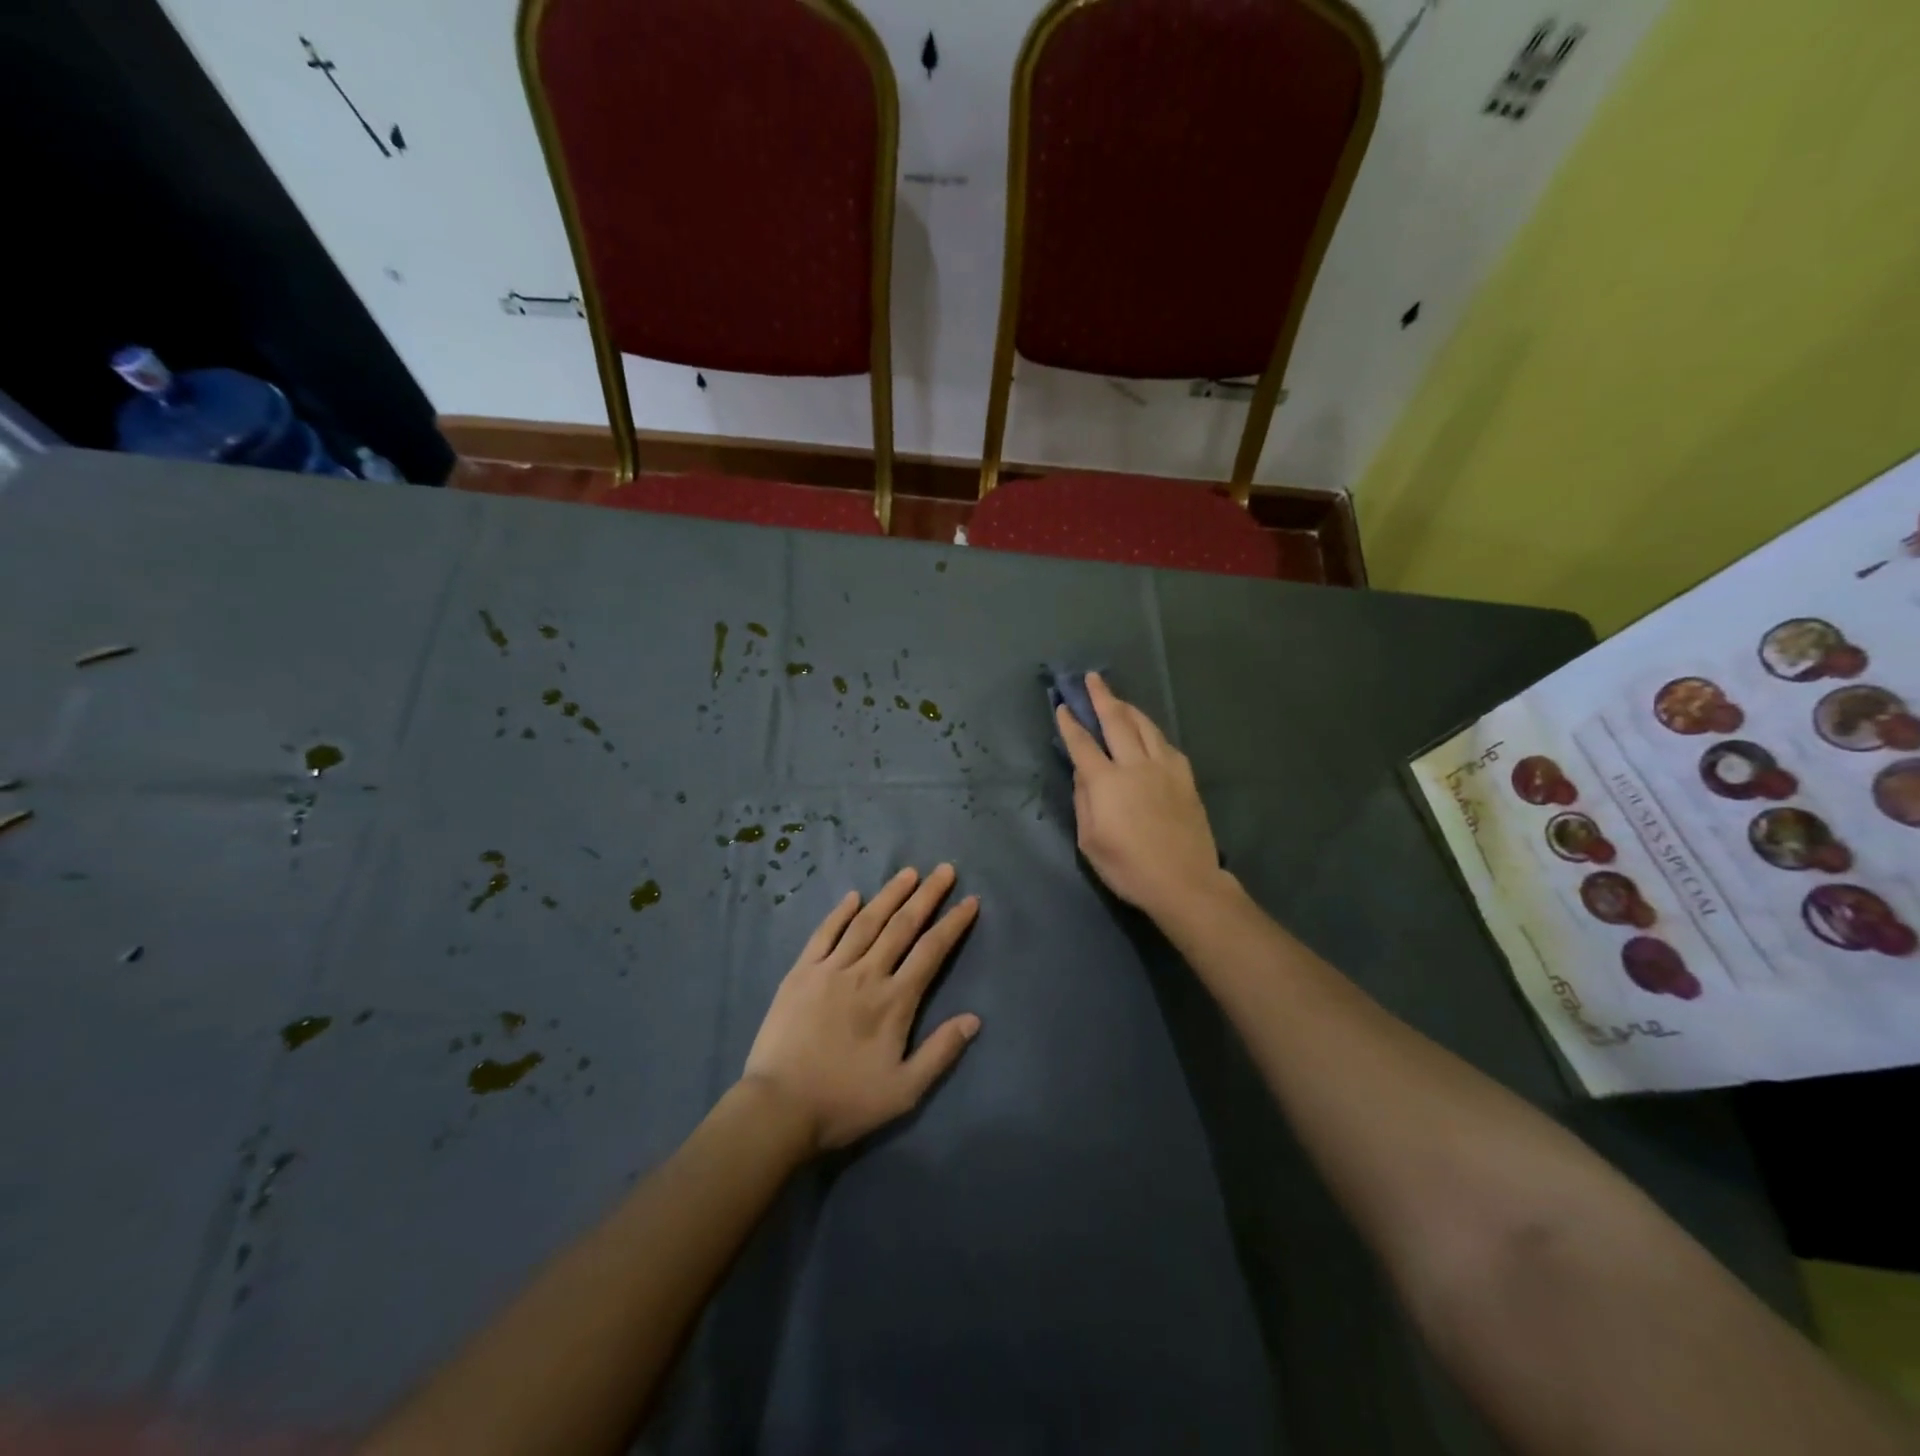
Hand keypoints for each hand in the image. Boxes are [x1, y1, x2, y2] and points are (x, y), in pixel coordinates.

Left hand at [742, 865, 980, 1151]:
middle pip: (902, 926)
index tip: (970, 900)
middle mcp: (866, 974)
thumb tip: (974, 1018)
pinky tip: (853, 896)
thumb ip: (941, 1052)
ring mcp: (830, 969)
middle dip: (927, 895)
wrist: (779, 1108)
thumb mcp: (904, 1091)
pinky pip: (824, 933)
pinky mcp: (801, 973)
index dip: (953, 924)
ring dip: (889, 895)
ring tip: (908, 872)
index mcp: (894, 1001)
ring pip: (866, 922)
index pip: (931, 951)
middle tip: (945, 870)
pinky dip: (840, 912)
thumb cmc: (845, 1102)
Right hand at [1057, 672, 1224, 921]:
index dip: (1070, 724)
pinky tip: (1147, 732)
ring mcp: (1164, 768)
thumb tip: (1083, 774)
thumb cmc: (1128, 867)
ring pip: (1145, 726)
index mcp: (1106, 782)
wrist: (1184, 882)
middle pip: (1116, 721)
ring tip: (1117, 699)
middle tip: (1091, 678)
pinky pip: (1165, 743)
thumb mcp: (1090, 841)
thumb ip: (1084, 801)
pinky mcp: (1185, 777)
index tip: (1062, 707)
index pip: (1082, 744)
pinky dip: (1151, 731)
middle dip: (1100, 697)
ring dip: (1128, 708)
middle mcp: (1135, 765)